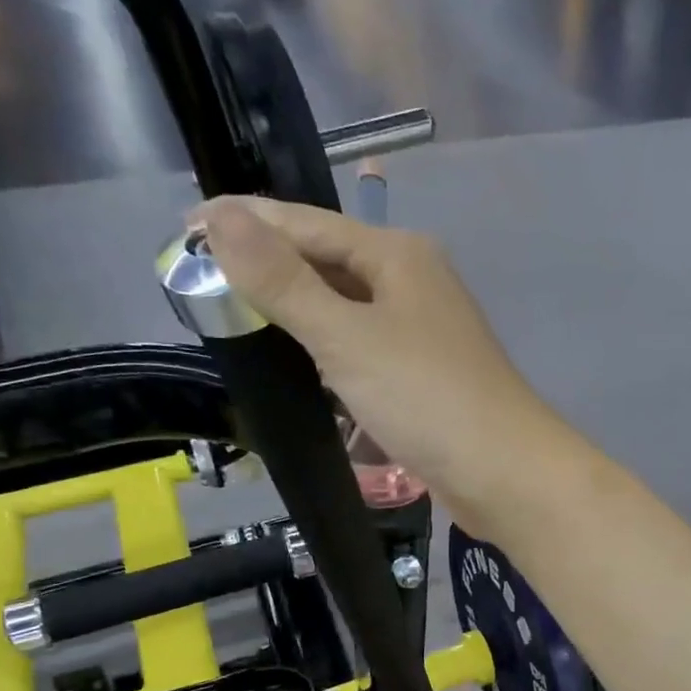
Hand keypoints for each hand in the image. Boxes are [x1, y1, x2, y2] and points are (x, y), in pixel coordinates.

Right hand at [190, 197, 570, 532]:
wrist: (505, 472)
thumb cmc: (426, 397)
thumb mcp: (345, 336)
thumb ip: (283, 281)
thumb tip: (222, 217)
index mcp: (398, 256)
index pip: (308, 224)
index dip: (246, 222)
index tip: (185, 228)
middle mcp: (414, 284)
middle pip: (329, 265)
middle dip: (270, 271)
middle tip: (202, 281)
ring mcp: (424, 334)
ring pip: (347, 313)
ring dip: (299, 318)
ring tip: (239, 321)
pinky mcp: (425, 379)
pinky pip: (364, 356)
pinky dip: (331, 360)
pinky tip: (302, 372)